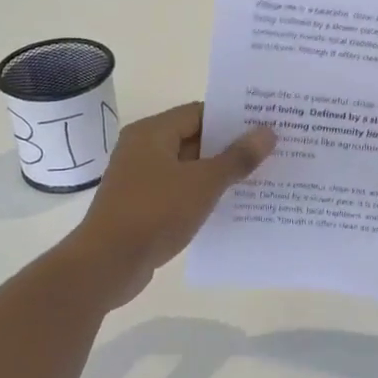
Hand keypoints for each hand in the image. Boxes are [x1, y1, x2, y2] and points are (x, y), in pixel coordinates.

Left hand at [69, 103, 273, 288]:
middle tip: (270, 150)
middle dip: (230, 146)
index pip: (200, 113)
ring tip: (259, 177)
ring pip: (189, 168)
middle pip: (194, 139)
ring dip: (219, 173)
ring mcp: (141, 180)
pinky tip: (232, 205)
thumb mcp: (204, 183)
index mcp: (152, 133)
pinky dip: (203, 195)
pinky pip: (180, 191)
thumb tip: (268, 132)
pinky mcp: (142, 207)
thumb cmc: (155, 212)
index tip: (265, 124)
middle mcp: (143, 149)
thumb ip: (237, 157)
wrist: (107, 264)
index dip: (233, 118)